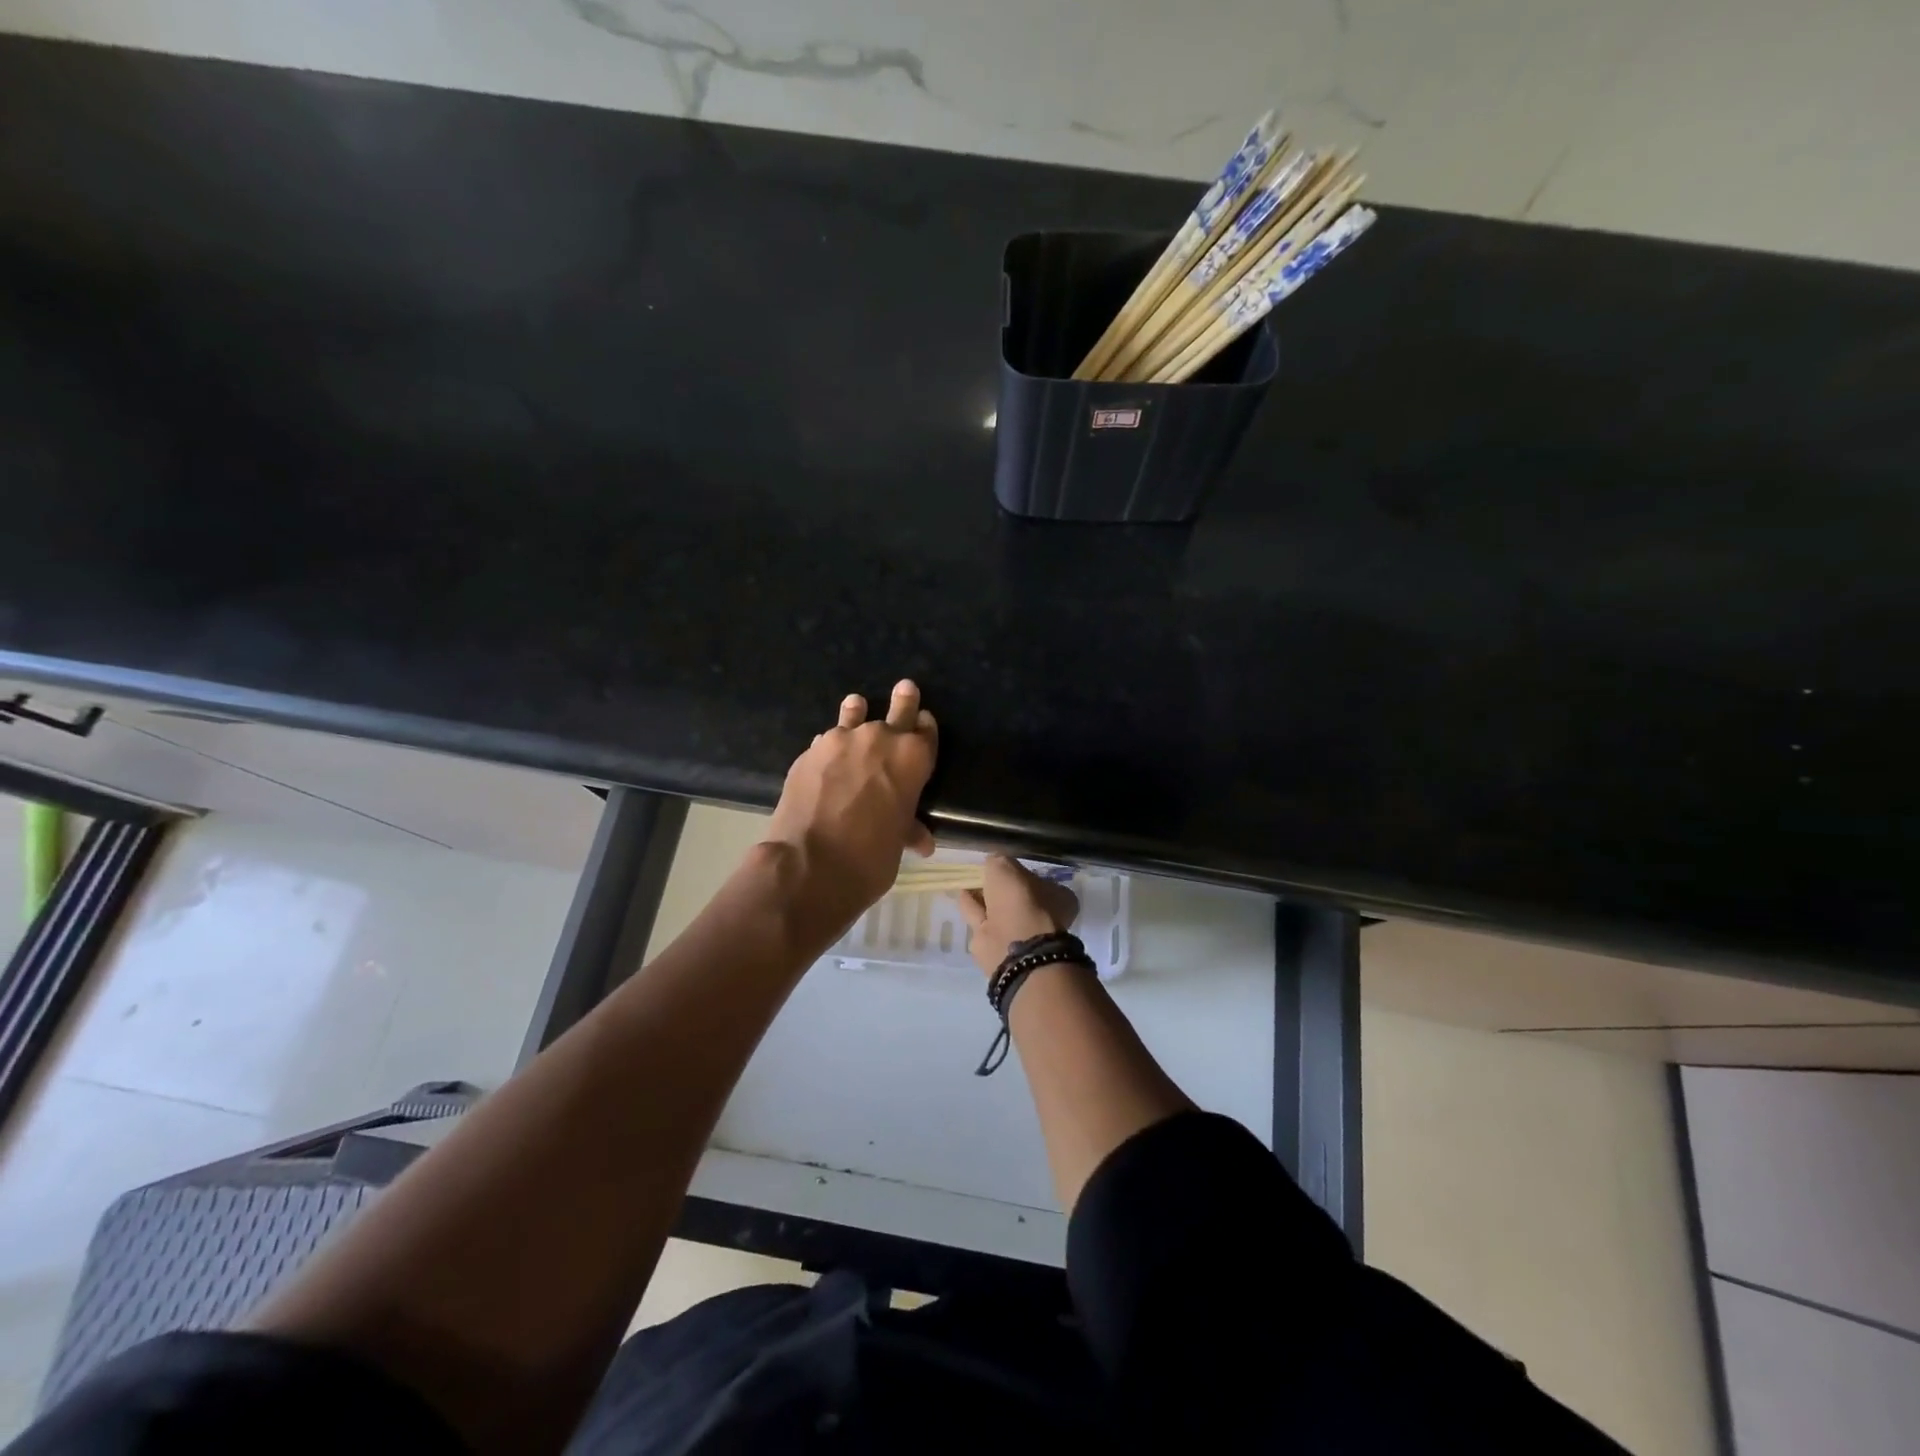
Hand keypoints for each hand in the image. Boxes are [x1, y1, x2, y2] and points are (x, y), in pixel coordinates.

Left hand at [763, 680, 938, 936]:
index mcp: (913, 758)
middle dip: (903, 701)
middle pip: (897, 710)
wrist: (810, 863)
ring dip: (857, 712)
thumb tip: (922, 840)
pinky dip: (831, 745)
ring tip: (856, 704)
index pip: (926, 731)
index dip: (925, 727)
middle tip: (905, 687)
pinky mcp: (809, 752)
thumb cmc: (870, 857)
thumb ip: (908, 829)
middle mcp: (880, 739)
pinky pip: (827, 740)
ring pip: (854, 716)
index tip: (923, 722)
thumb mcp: (898, 843)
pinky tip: (827, 752)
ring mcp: (840, 741)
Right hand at [955, 854, 1079, 976]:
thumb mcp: (1006, 867)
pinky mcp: (997, 946)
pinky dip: (971, 908)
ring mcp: (1020, 933)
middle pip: (1016, 897)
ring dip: (983, 898)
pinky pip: (981, 919)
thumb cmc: (1020, 901)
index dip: (1018, 873)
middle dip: (999, 888)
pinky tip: (961, 896)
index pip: (1036, 880)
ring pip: (997, 910)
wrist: (1014, 947)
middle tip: (982, 875)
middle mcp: (1041, 916)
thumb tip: (991, 863)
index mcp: (1057, 897)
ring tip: (968, 884)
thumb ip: (997, 862)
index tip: (1001, 866)